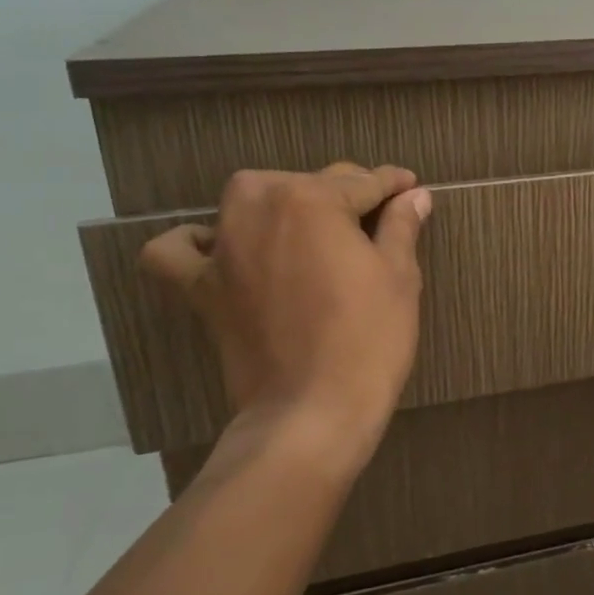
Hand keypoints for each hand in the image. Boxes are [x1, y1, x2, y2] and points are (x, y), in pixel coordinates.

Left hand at [141, 164, 430, 466]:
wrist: (312, 412)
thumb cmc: (368, 339)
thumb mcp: (399, 277)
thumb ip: (401, 226)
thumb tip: (414, 195)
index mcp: (311, 199)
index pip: (362, 182)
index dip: (393, 185)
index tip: (411, 188)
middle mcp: (258, 208)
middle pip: (308, 184)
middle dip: (345, 194)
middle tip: (375, 221)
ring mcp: (223, 247)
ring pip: (252, 200)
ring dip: (283, 203)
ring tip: (312, 229)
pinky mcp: (200, 287)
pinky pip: (178, 251)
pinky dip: (195, 242)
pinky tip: (222, 247)